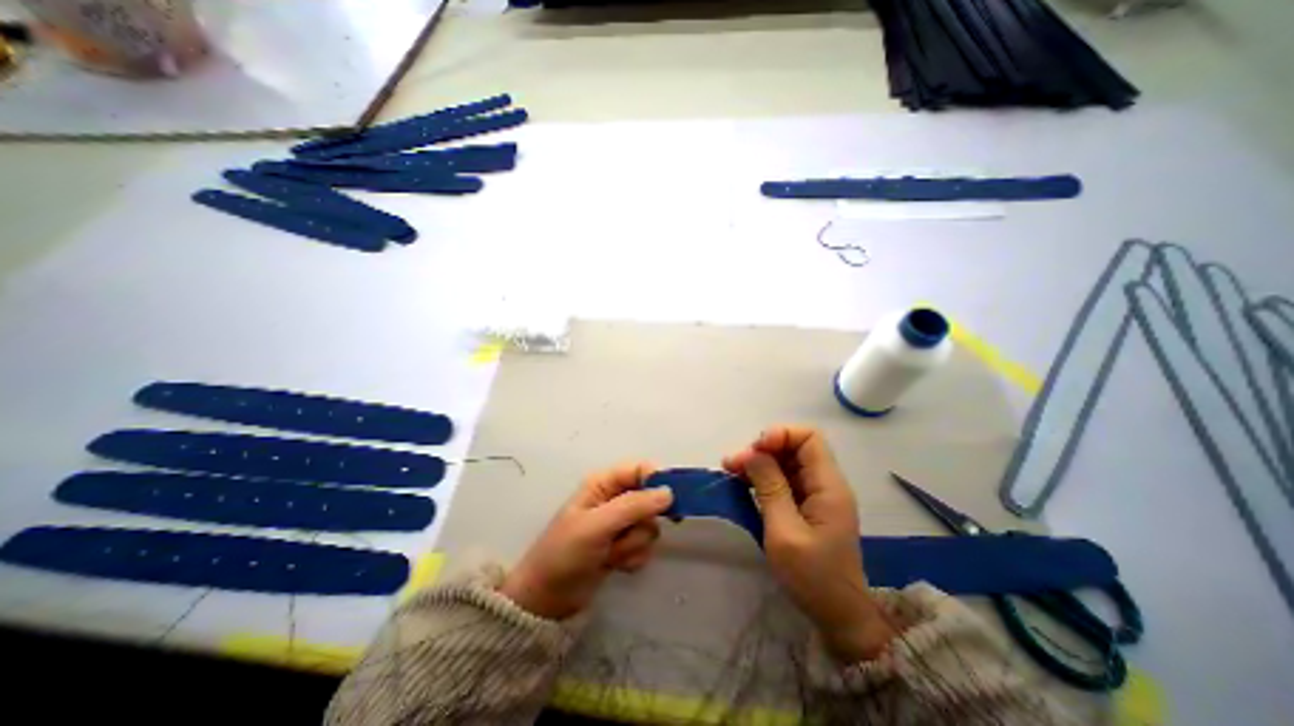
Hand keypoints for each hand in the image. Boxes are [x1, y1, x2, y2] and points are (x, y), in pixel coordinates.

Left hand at [496, 461, 673, 619]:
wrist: (546, 600)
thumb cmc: (565, 554)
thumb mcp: (597, 526)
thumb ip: (633, 506)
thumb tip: (668, 492)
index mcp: (603, 483)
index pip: (640, 469)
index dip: (657, 481)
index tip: (670, 501)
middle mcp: (614, 498)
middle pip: (650, 499)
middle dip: (641, 521)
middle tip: (626, 534)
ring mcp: (619, 523)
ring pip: (649, 525)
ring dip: (634, 543)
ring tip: (611, 554)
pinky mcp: (623, 545)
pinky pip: (645, 545)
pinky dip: (633, 557)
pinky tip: (615, 565)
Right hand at [722, 424, 895, 662]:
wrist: (839, 616)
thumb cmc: (813, 576)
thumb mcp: (784, 532)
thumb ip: (770, 487)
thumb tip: (753, 453)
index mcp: (828, 486)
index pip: (808, 437)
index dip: (780, 435)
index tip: (754, 451)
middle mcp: (825, 483)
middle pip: (795, 447)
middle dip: (763, 449)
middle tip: (733, 464)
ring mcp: (817, 494)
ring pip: (786, 462)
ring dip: (759, 463)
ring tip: (732, 472)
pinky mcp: (807, 506)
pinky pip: (784, 480)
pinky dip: (763, 478)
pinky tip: (744, 485)